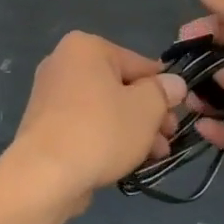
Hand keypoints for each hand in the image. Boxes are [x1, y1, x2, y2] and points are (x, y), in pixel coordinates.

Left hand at [0, 33, 187, 211]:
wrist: (44, 176)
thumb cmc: (100, 131)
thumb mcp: (145, 108)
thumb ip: (164, 92)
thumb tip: (174, 83)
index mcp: (85, 47)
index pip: (138, 64)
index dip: (163, 90)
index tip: (178, 114)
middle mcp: (63, 62)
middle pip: (121, 86)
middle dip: (148, 114)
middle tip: (168, 139)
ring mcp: (51, 94)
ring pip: (105, 108)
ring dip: (133, 129)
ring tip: (154, 156)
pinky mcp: (45, 124)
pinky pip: (85, 124)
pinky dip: (106, 138)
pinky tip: (127, 161)